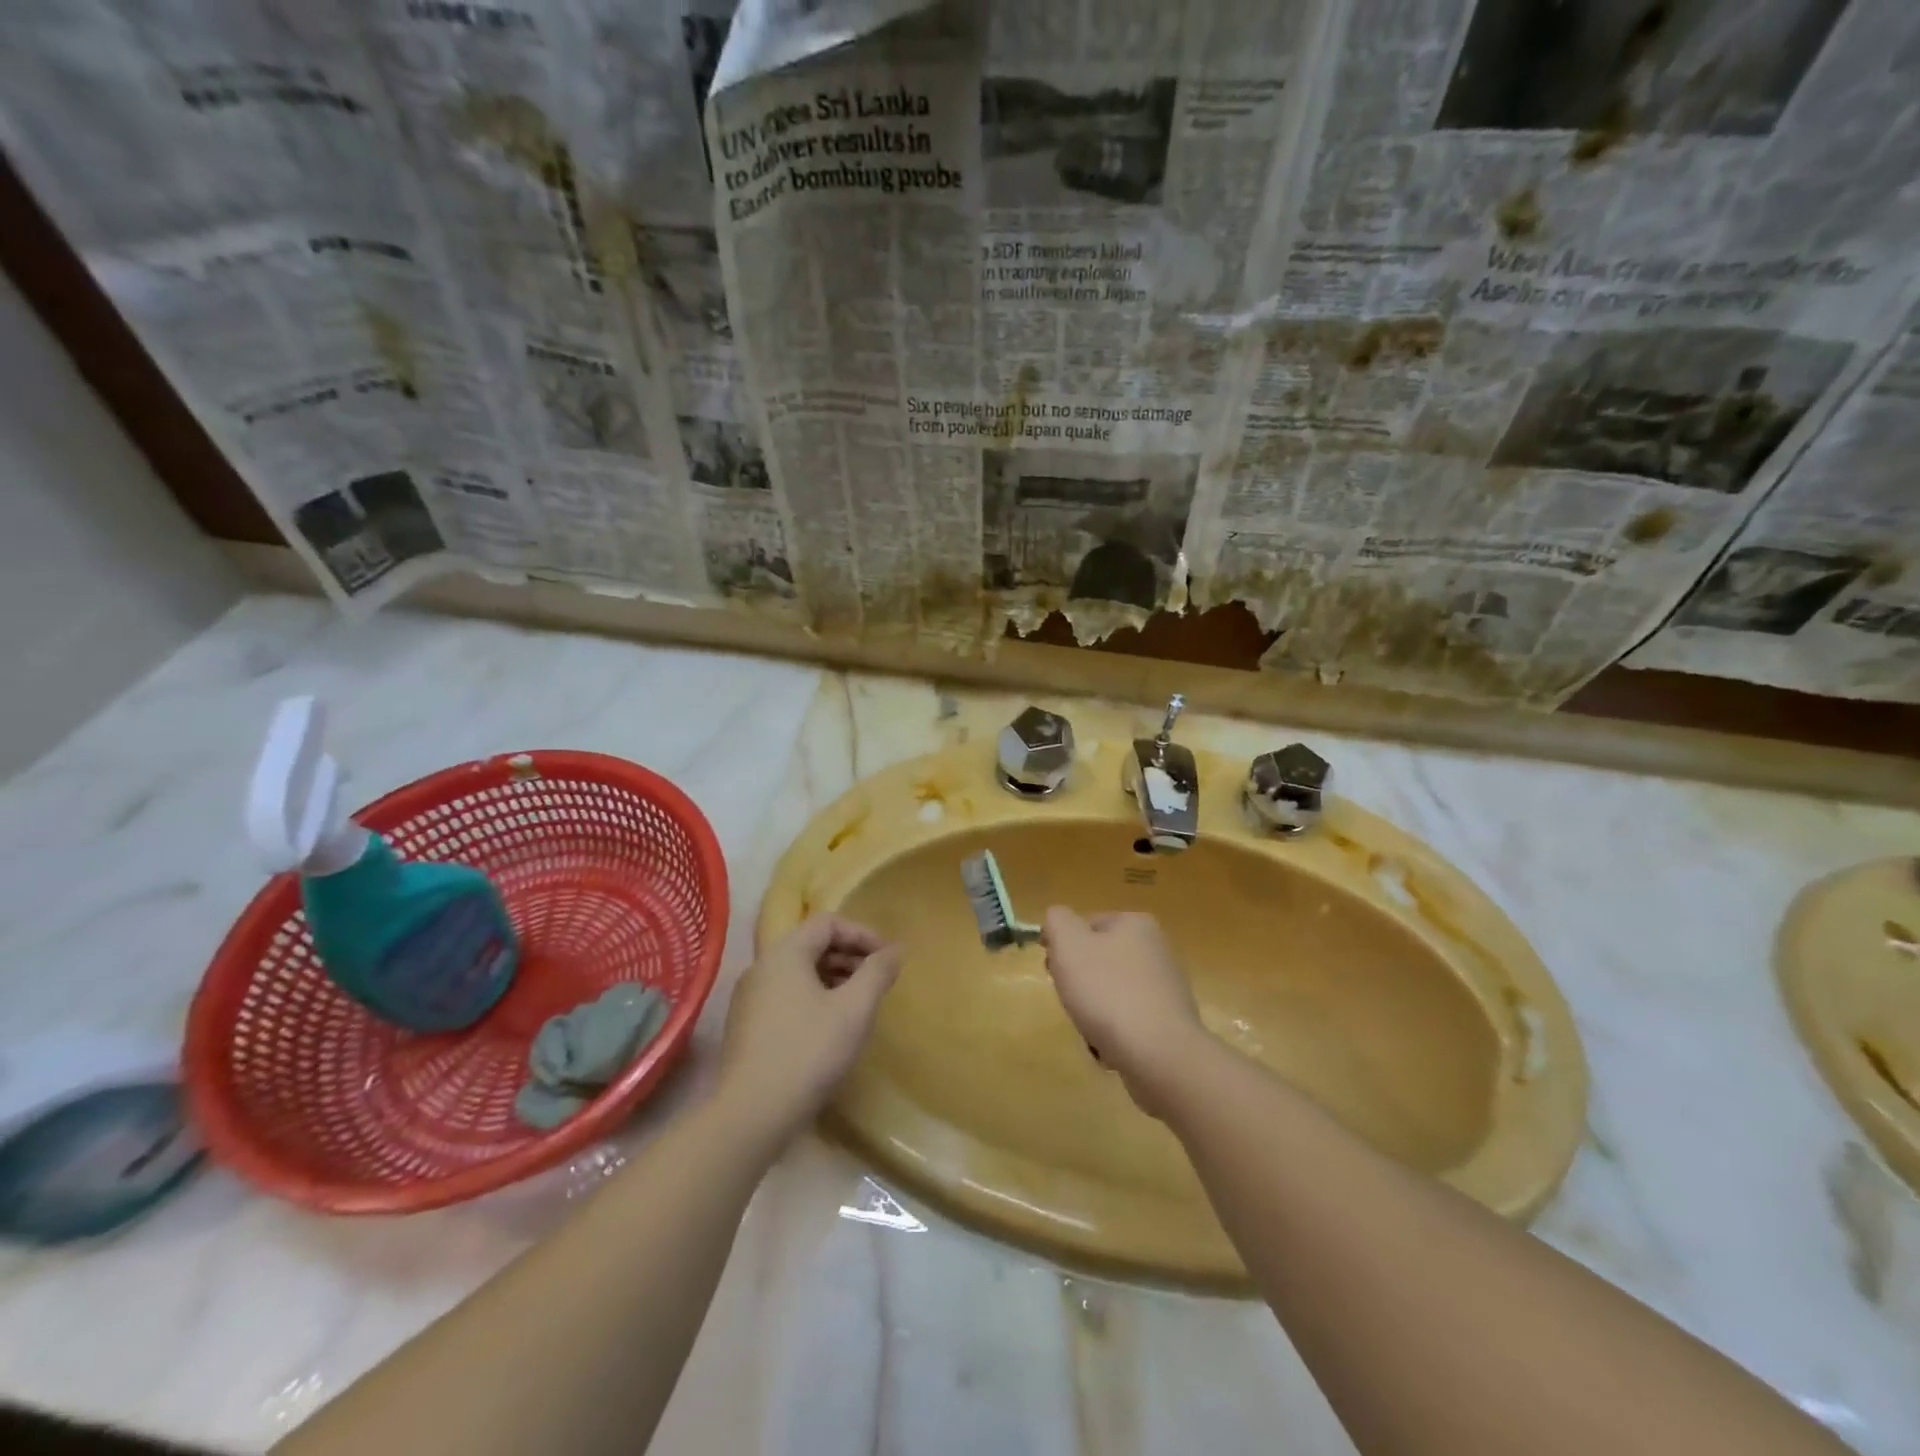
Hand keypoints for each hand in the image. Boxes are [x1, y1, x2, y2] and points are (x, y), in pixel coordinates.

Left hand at [716, 915, 900, 1148]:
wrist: (750, 1115)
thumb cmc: (808, 1052)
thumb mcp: (854, 1009)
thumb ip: (877, 972)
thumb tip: (896, 950)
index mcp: (785, 954)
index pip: (828, 923)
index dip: (862, 934)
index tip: (887, 958)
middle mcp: (761, 967)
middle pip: (811, 945)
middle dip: (849, 956)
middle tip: (877, 980)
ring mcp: (749, 999)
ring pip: (798, 973)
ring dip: (833, 979)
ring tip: (859, 1004)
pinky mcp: (746, 1028)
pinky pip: (786, 996)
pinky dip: (814, 999)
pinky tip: (830, 1029)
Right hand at [1041, 908, 1206, 1115]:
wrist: (1160, 1056)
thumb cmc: (1109, 993)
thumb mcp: (1069, 945)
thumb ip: (1057, 921)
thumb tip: (1057, 920)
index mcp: (1135, 924)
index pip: (1085, 925)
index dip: (1062, 947)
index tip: (1053, 972)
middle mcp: (1156, 950)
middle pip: (1098, 960)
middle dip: (1079, 982)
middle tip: (1072, 1001)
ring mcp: (1166, 988)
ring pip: (1110, 993)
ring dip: (1093, 1012)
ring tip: (1091, 1030)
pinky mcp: (1170, 1023)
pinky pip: (1128, 1022)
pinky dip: (1114, 1034)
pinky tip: (1110, 1048)